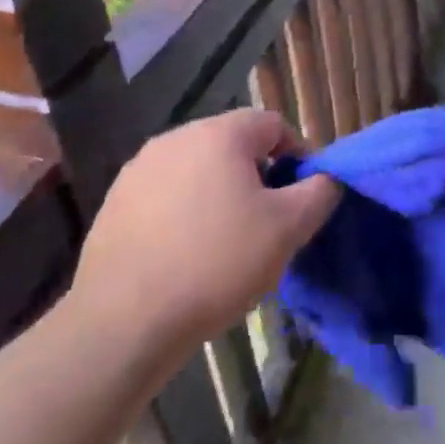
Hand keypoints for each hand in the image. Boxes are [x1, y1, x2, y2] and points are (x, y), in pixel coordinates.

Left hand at [72, 109, 338, 353]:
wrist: (124, 319)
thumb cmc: (216, 264)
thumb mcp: (287, 230)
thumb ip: (319, 193)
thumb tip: (327, 177)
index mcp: (219, 133)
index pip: (273, 124)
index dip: (297, 155)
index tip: (302, 196)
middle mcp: (176, 137)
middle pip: (233, 144)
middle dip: (257, 175)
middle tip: (268, 221)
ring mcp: (140, 167)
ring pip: (198, 169)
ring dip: (220, 193)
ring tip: (227, 241)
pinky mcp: (116, 200)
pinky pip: (166, 193)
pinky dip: (184, 211)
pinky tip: (186, 253)